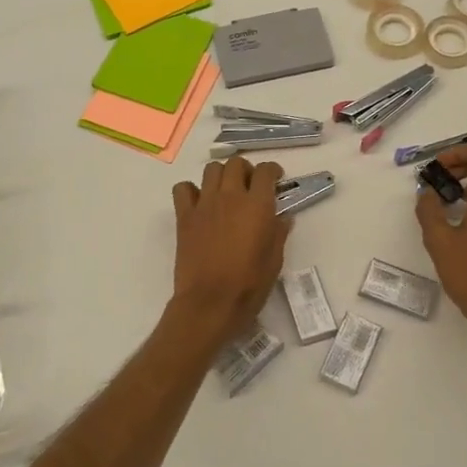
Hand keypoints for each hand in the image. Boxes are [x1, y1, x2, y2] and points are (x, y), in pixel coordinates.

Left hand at [170, 157, 291, 347]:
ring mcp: (204, 204)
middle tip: (250, 186)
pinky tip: (199, 203)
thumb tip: (283, 217)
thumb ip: (279, 233)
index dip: (272, 171)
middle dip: (246, 170)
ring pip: (211, 169)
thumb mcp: (275, 260)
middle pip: (236, 164)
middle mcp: (230, 196)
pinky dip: (191, 190)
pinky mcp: (184, 216)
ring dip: (221, 175)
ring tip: (226, 192)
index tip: (275, 180)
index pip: (265, 171)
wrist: (210, 302)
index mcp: (257, 205)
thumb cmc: (249, 284)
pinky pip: (183, 189)